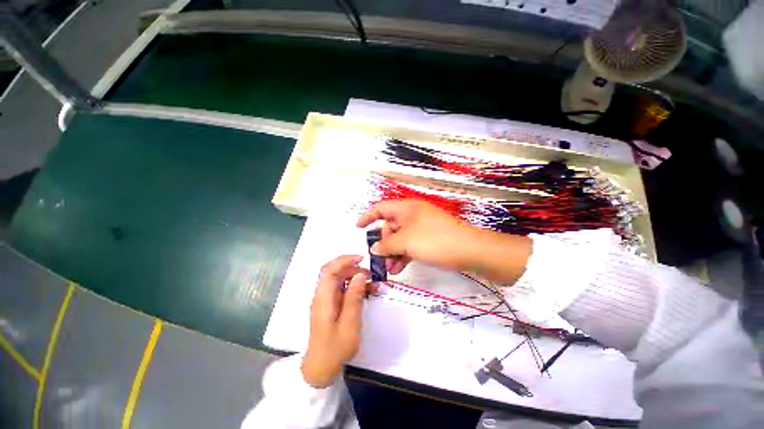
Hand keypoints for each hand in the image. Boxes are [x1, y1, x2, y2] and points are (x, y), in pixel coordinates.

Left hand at [302, 255, 369, 387]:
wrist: (320, 369)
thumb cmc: (335, 349)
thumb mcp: (349, 324)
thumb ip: (354, 297)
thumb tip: (360, 275)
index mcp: (323, 298)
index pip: (329, 270)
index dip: (344, 260)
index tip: (361, 259)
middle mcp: (321, 295)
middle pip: (333, 272)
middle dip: (352, 268)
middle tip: (370, 274)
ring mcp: (324, 300)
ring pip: (337, 279)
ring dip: (353, 276)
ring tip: (369, 282)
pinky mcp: (329, 305)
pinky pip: (340, 289)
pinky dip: (351, 286)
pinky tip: (363, 292)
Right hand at [357, 200, 531, 282]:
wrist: (470, 250)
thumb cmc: (434, 240)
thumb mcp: (406, 242)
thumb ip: (386, 244)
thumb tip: (374, 248)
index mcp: (405, 208)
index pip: (381, 208)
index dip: (368, 216)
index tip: (358, 228)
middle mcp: (412, 215)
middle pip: (390, 226)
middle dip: (383, 242)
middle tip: (380, 259)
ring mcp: (421, 227)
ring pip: (400, 238)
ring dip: (393, 253)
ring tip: (390, 269)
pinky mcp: (429, 239)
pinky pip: (411, 245)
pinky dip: (404, 255)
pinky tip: (399, 269)